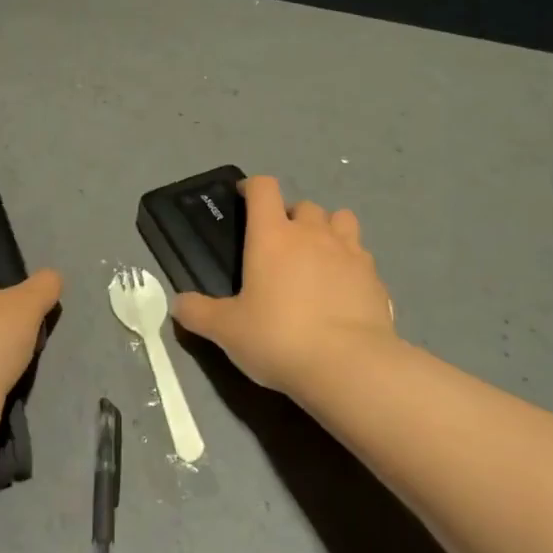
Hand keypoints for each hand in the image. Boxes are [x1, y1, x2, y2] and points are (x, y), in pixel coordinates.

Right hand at [171, 175, 396, 397]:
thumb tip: (178, 304)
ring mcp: (349, 251)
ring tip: (317, 255)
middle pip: (303, 204)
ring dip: (327, 229)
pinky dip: (350, 261)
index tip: (244, 197)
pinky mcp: (375, 276)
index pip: (264, 188)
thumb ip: (199, 313)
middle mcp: (312, 233)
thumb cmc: (278, 337)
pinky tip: (342, 287)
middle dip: (290, 216)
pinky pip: (361, 254)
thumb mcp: (227, 330)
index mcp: (272, 236)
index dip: (252, 187)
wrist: (348, 365)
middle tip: (280, 243)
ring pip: (340, 219)